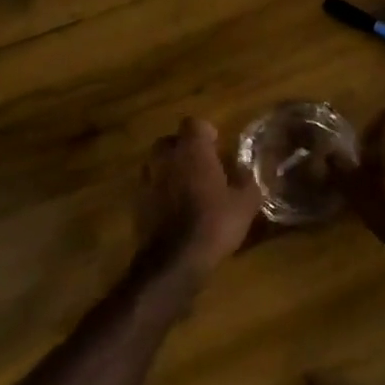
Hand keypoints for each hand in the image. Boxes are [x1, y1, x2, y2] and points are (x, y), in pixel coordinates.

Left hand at [134, 119, 262, 282]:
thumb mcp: (246, 203)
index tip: (217, 146)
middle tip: (202, 166)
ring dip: (171, 170)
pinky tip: (175, 209)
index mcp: (192, 149)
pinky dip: (161, 192)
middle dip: (185, 149)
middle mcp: (166, 157)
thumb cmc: (214, 223)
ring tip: (188, 188)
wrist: (174, 260)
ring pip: (158, 163)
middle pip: (171, 141)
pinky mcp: (137, 202)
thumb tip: (247, 171)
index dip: (206, 133)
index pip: (194, 123)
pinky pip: (151, 186)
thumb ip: (248, 181)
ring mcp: (147, 179)